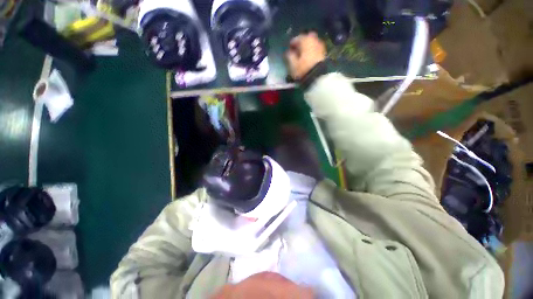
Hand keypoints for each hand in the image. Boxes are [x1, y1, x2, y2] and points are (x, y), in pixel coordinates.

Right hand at [285, 32, 326, 79]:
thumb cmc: (303, 69)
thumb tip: (289, 52)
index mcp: (305, 40)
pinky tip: (309, 58)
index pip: (296, 38)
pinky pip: (316, 49)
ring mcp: (320, 46)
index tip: (289, 49)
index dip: (292, 44)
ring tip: (303, 55)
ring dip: (307, 47)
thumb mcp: (293, 64)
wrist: (318, 76)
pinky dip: (312, 51)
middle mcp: (314, 40)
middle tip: (297, 50)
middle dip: (302, 43)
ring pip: (312, 43)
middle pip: (306, 38)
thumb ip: (290, 56)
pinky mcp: (324, 53)